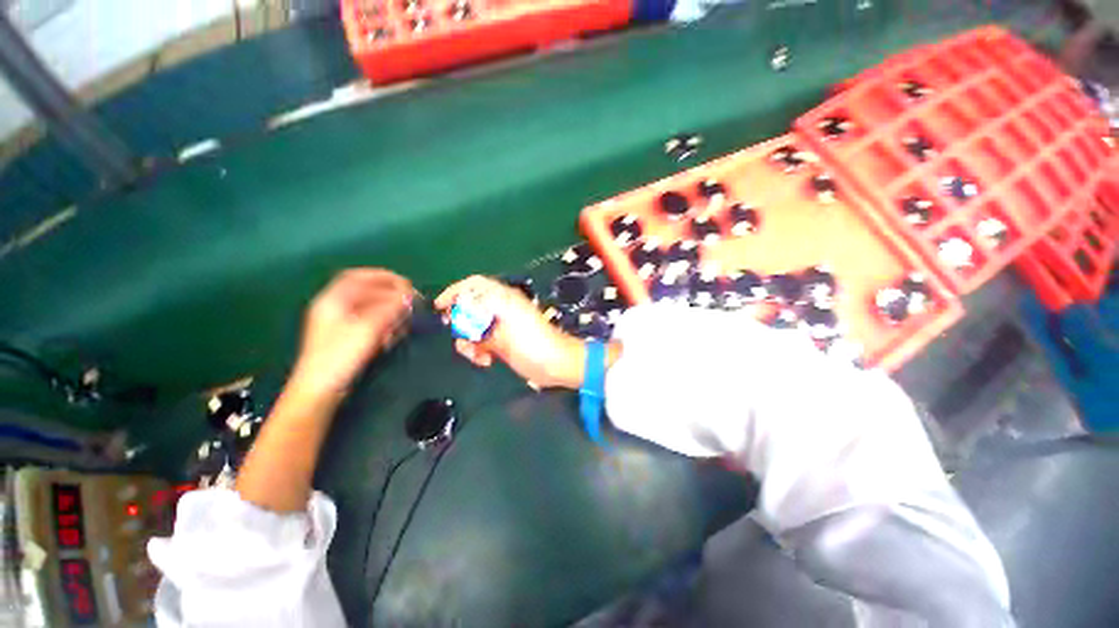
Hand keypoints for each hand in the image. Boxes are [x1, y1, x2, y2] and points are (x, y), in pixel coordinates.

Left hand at [292, 268, 413, 396]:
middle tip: (412, 301)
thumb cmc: (339, 356)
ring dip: (390, 310)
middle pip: (367, 292)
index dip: (384, 277)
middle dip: (391, 295)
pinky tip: (394, 332)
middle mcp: (336, 308)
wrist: (320, 389)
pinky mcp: (348, 337)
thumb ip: (389, 309)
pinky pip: (371, 322)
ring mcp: (341, 323)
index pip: (359, 277)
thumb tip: (409, 295)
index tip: (406, 283)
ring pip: (371, 308)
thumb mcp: (367, 329)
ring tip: (405, 318)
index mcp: (333, 300)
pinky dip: (385, 323)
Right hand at [436, 275, 585, 388]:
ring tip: (476, 354)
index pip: (475, 285)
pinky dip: (478, 351)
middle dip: (460, 321)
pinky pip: (481, 343)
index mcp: (503, 299)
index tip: (440, 306)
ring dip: (469, 341)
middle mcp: (500, 310)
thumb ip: (483, 314)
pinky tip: (486, 361)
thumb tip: (460, 307)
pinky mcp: (502, 344)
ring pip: (472, 328)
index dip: (455, 291)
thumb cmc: (534, 342)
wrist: (556, 364)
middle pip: (469, 308)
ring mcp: (500, 328)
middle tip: (458, 334)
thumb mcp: (508, 323)